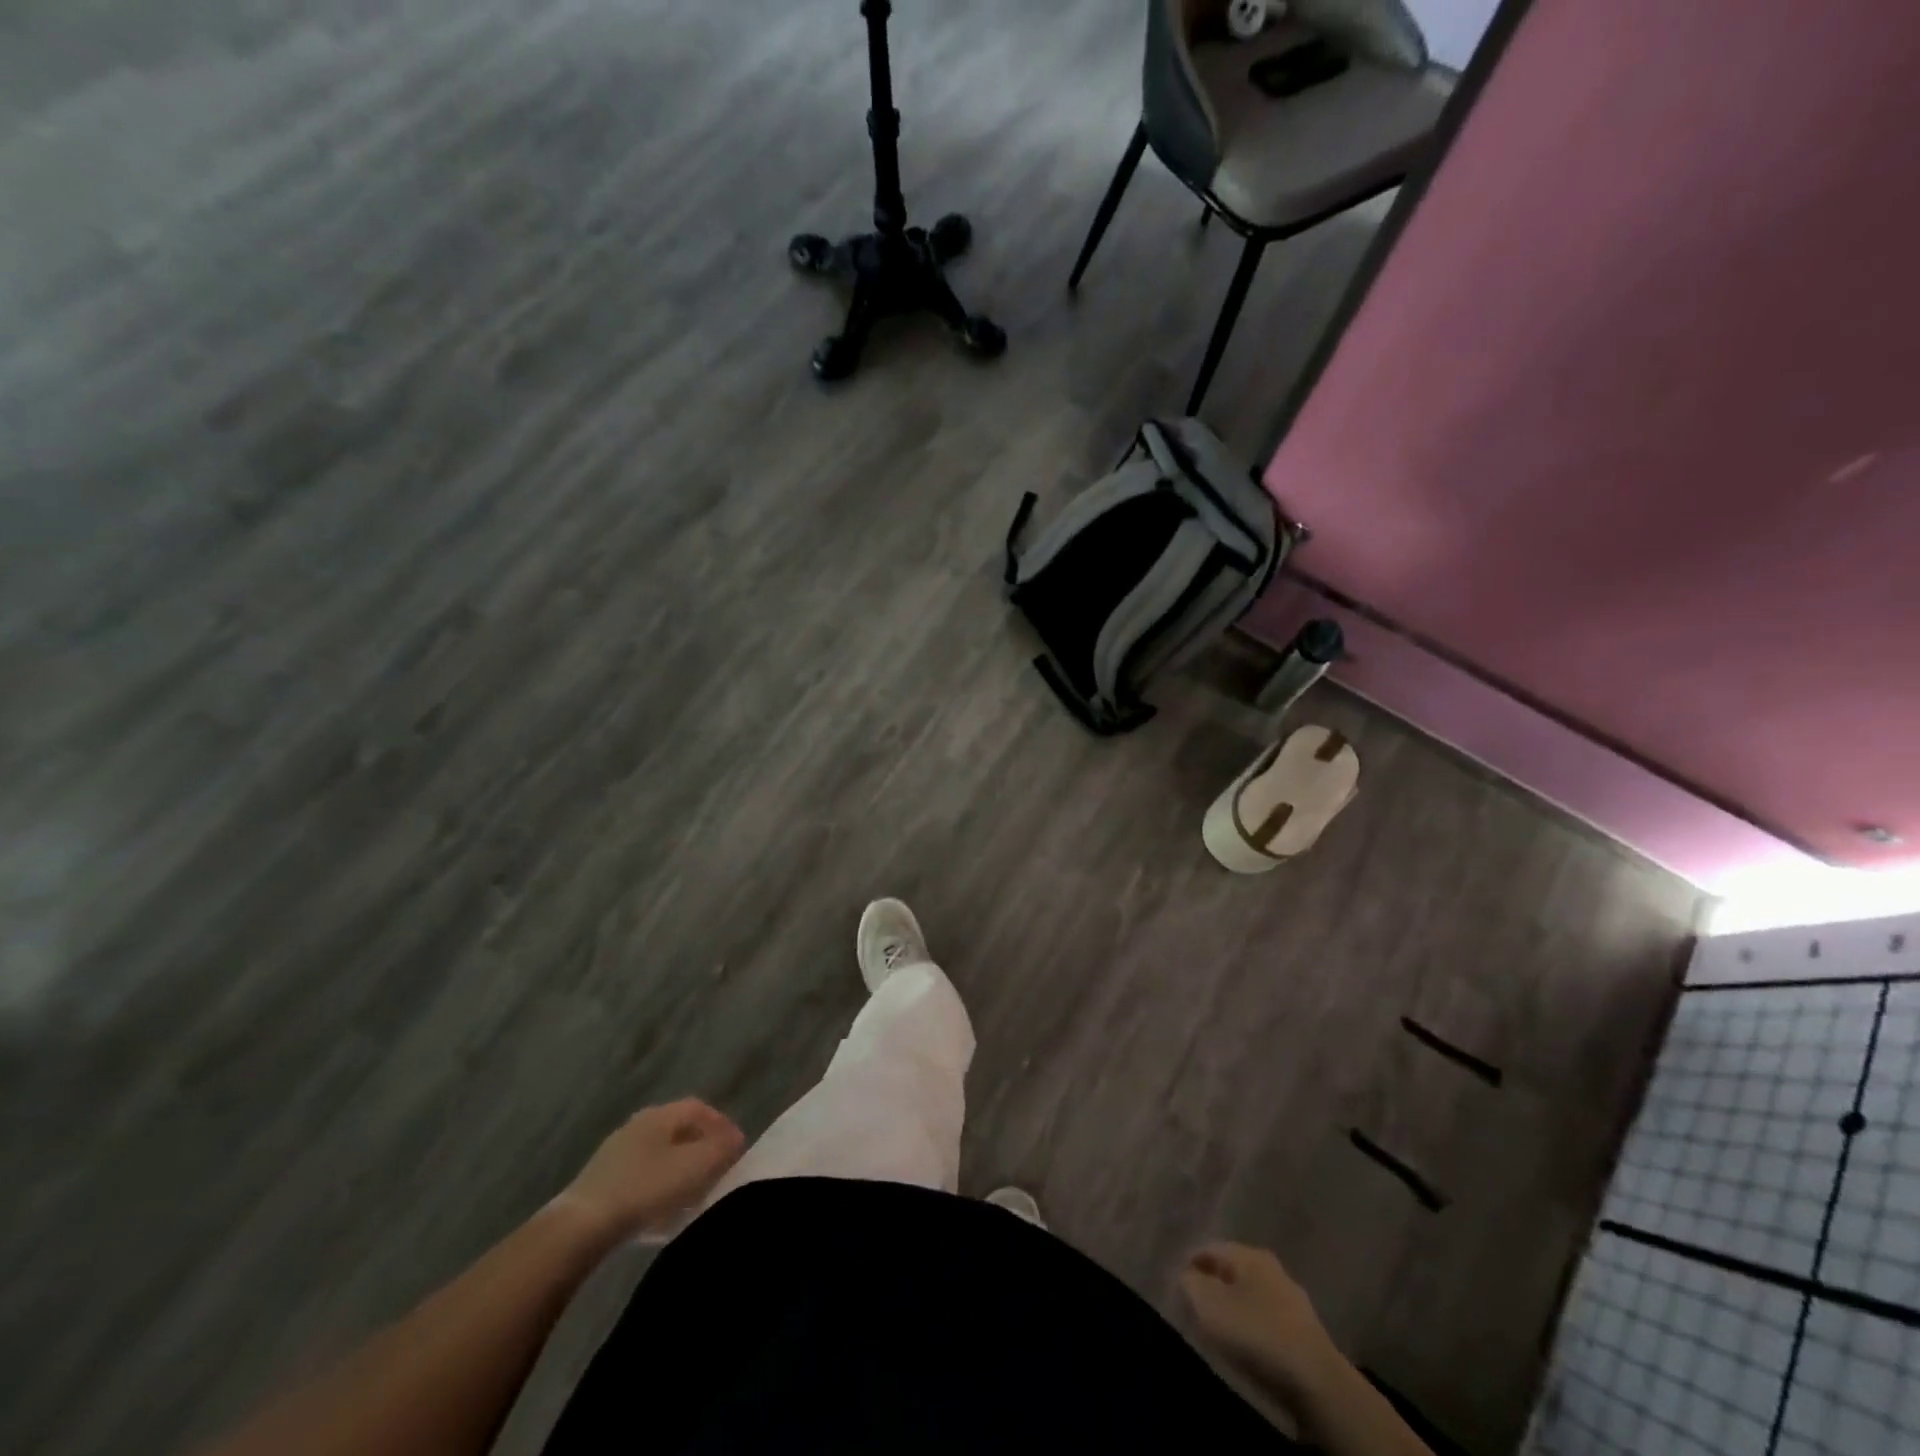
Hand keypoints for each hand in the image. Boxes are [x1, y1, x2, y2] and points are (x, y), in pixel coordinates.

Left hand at [553, 1100, 745, 1242]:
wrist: (581, 1227)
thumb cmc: (644, 1188)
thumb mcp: (694, 1166)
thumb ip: (721, 1149)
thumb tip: (735, 1139)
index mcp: (659, 1115)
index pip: (698, 1108)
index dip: (721, 1124)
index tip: (737, 1147)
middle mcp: (637, 1126)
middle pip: (678, 1129)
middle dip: (701, 1146)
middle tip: (718, 1168)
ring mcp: (616, 1154)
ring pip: (660, 1154)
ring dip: (681, 1168)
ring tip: (694, 1193)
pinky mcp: (602, 1183)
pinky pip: (642, 1176)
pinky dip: (660, 1185)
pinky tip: (663, 1210)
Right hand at [1180, 1242, 1342, 1401]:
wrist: (1317, 1383)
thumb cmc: (1257, 1333)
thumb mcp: (1209, 1306)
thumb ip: (1190, 1284)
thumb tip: (1187, 1276)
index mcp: (1249, 1254)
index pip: (1210, 1248)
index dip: (1190, 1263)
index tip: (1176, 1283)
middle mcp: (1272, 1268)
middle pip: (1233, 1271)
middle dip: (1213, 1285)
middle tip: (1195, 1305)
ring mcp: (1293, 1300)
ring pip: (1252, 1296)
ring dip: (1234, 1307)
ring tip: (1219, 1328)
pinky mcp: (1305, 1332)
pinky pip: (1268, 1321)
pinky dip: (1253, 1327)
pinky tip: (1247, 1345)